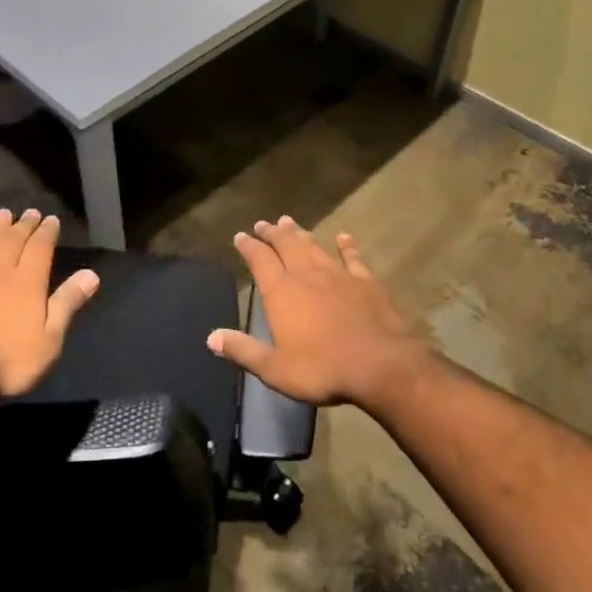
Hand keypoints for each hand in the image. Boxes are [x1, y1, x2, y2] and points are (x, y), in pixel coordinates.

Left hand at [0, 209, 98, 400]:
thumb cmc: (4, 359)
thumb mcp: (48, 340)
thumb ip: (67, 304)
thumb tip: (91, 274)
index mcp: (28, 280)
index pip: (41, 248)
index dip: (47, 232)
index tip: (51, 219)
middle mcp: (0, 268)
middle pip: (14, 240)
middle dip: (24, 225)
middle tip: (30, 212)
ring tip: (3, 214)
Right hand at [206, 216, 434, 413]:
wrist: (379, 364)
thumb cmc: (322, 368)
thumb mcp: (275, 368)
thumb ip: (243, 351)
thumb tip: (212, 337)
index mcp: (281, 291)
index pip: (259, 260)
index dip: (248, 246)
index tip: (240, 236)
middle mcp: (306, 274)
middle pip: (286, 245)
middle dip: (272, 233)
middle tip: (264, 223)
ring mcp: (338, 275)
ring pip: (314, 246)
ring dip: (301, 234)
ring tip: (290, 222)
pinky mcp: (365, 282)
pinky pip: (352, 258)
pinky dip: (346, 246)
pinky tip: (344, 237)